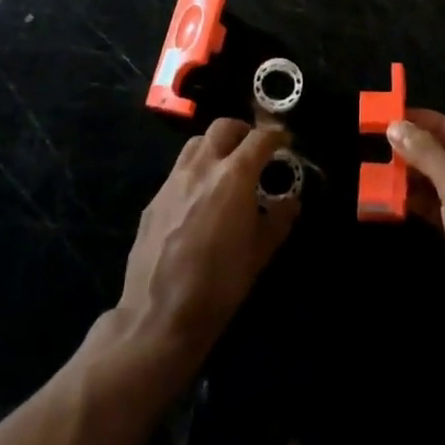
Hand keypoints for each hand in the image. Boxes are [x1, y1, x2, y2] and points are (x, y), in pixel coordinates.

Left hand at [117, 119, 298, 366]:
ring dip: (215, 146)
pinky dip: (194, 172)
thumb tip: (291, 202)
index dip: (275, 136)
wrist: (159, 317)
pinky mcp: (154, 200)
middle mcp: (202, 167)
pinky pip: (178, 171)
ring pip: (196, 143)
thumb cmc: (219, 284)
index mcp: (234, 176)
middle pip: (223, 127)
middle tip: (253, 151)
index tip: (284, 142)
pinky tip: (198, 200)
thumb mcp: (259, 253)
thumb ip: (278, 220)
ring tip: (225, 168)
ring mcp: (173, 181)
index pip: (259, 138)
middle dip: (243, 132)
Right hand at [389, 110, 444, 361]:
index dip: (429, 123)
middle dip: (420, 150)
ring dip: (417, 178)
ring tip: (382, 168)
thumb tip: (396, 126)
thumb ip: (427, 154)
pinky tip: (395, 199)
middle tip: (382, 142)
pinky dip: (422, 204)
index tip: (395, 116)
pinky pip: (444, 212)